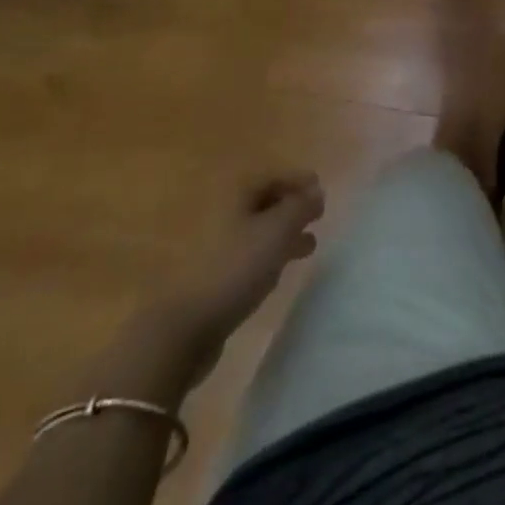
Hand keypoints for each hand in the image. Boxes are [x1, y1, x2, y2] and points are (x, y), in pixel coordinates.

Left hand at [147, 171, 325, 356]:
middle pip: (263, 201)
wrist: (183, 329)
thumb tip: (317, 190)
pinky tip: (278, 271)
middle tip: (318, 218)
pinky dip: (266, 255)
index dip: (298, 180)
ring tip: (308, 248)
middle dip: (292, 208)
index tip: (322, 192)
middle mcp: (221, 211)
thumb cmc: (235, 268)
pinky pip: (245, 254)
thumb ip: (301, 207)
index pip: (272, 175)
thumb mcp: (277, 231)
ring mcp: (212, 244)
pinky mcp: (210, 275)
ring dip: (282, 234)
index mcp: (234, 193)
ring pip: (255, 229)